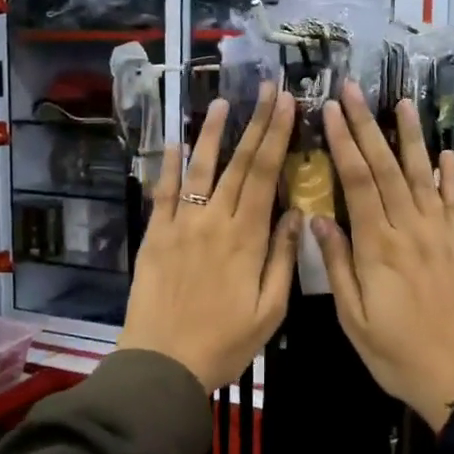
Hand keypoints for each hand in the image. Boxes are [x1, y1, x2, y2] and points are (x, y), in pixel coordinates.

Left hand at [120, 84, 300, 390]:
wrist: (163, 364)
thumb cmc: (225, 344)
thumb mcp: (270, 311)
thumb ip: (284, 258)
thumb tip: (298, 213)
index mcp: (247, 238)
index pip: (266, 175)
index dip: (278, 136)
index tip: (288, 104)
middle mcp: (214, 221)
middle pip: (239, 163)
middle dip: (256, 122)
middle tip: (268, 89)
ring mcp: (180, 224)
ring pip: (200, 168)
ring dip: (213, 133)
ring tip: (224, 103)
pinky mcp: (155, 235)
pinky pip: (163, 192)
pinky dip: (169, 164)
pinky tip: (174, 141)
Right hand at [313, 82, 453, 431]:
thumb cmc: (399, 355)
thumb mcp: (354, 319)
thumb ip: (338, 266)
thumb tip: (319, 219)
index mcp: (378, 248)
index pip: (358, 182)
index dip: (343, 143)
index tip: (329, 111)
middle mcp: (411, 230)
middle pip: (386, 168)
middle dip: (367, 126)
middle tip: (354, 90)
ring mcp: (442, 234)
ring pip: (422, 176)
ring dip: (410, 137)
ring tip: (403, 102)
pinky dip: (447, 174)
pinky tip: (444, 152)